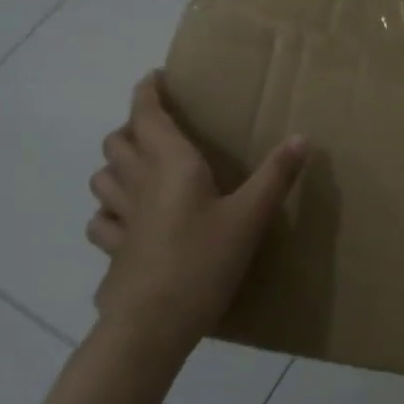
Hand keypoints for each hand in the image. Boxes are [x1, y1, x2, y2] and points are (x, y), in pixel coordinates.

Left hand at [86, 71, 307, 353]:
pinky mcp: (113, 250)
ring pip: (102, 176)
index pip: (147, 115)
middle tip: (157, 127)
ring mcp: (121, 218)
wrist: (151, 326)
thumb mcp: (250, 218)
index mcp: (172, 165)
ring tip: (138, 166)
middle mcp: (139, 183)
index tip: (155, 77)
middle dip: (132, 126)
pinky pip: (101, 220)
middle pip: (118, 141)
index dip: (147, 92)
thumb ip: (275, 177)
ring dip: (116, 164)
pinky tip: (126, 218)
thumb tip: (302, 137)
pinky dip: (109, 209)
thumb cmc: (203, 262)